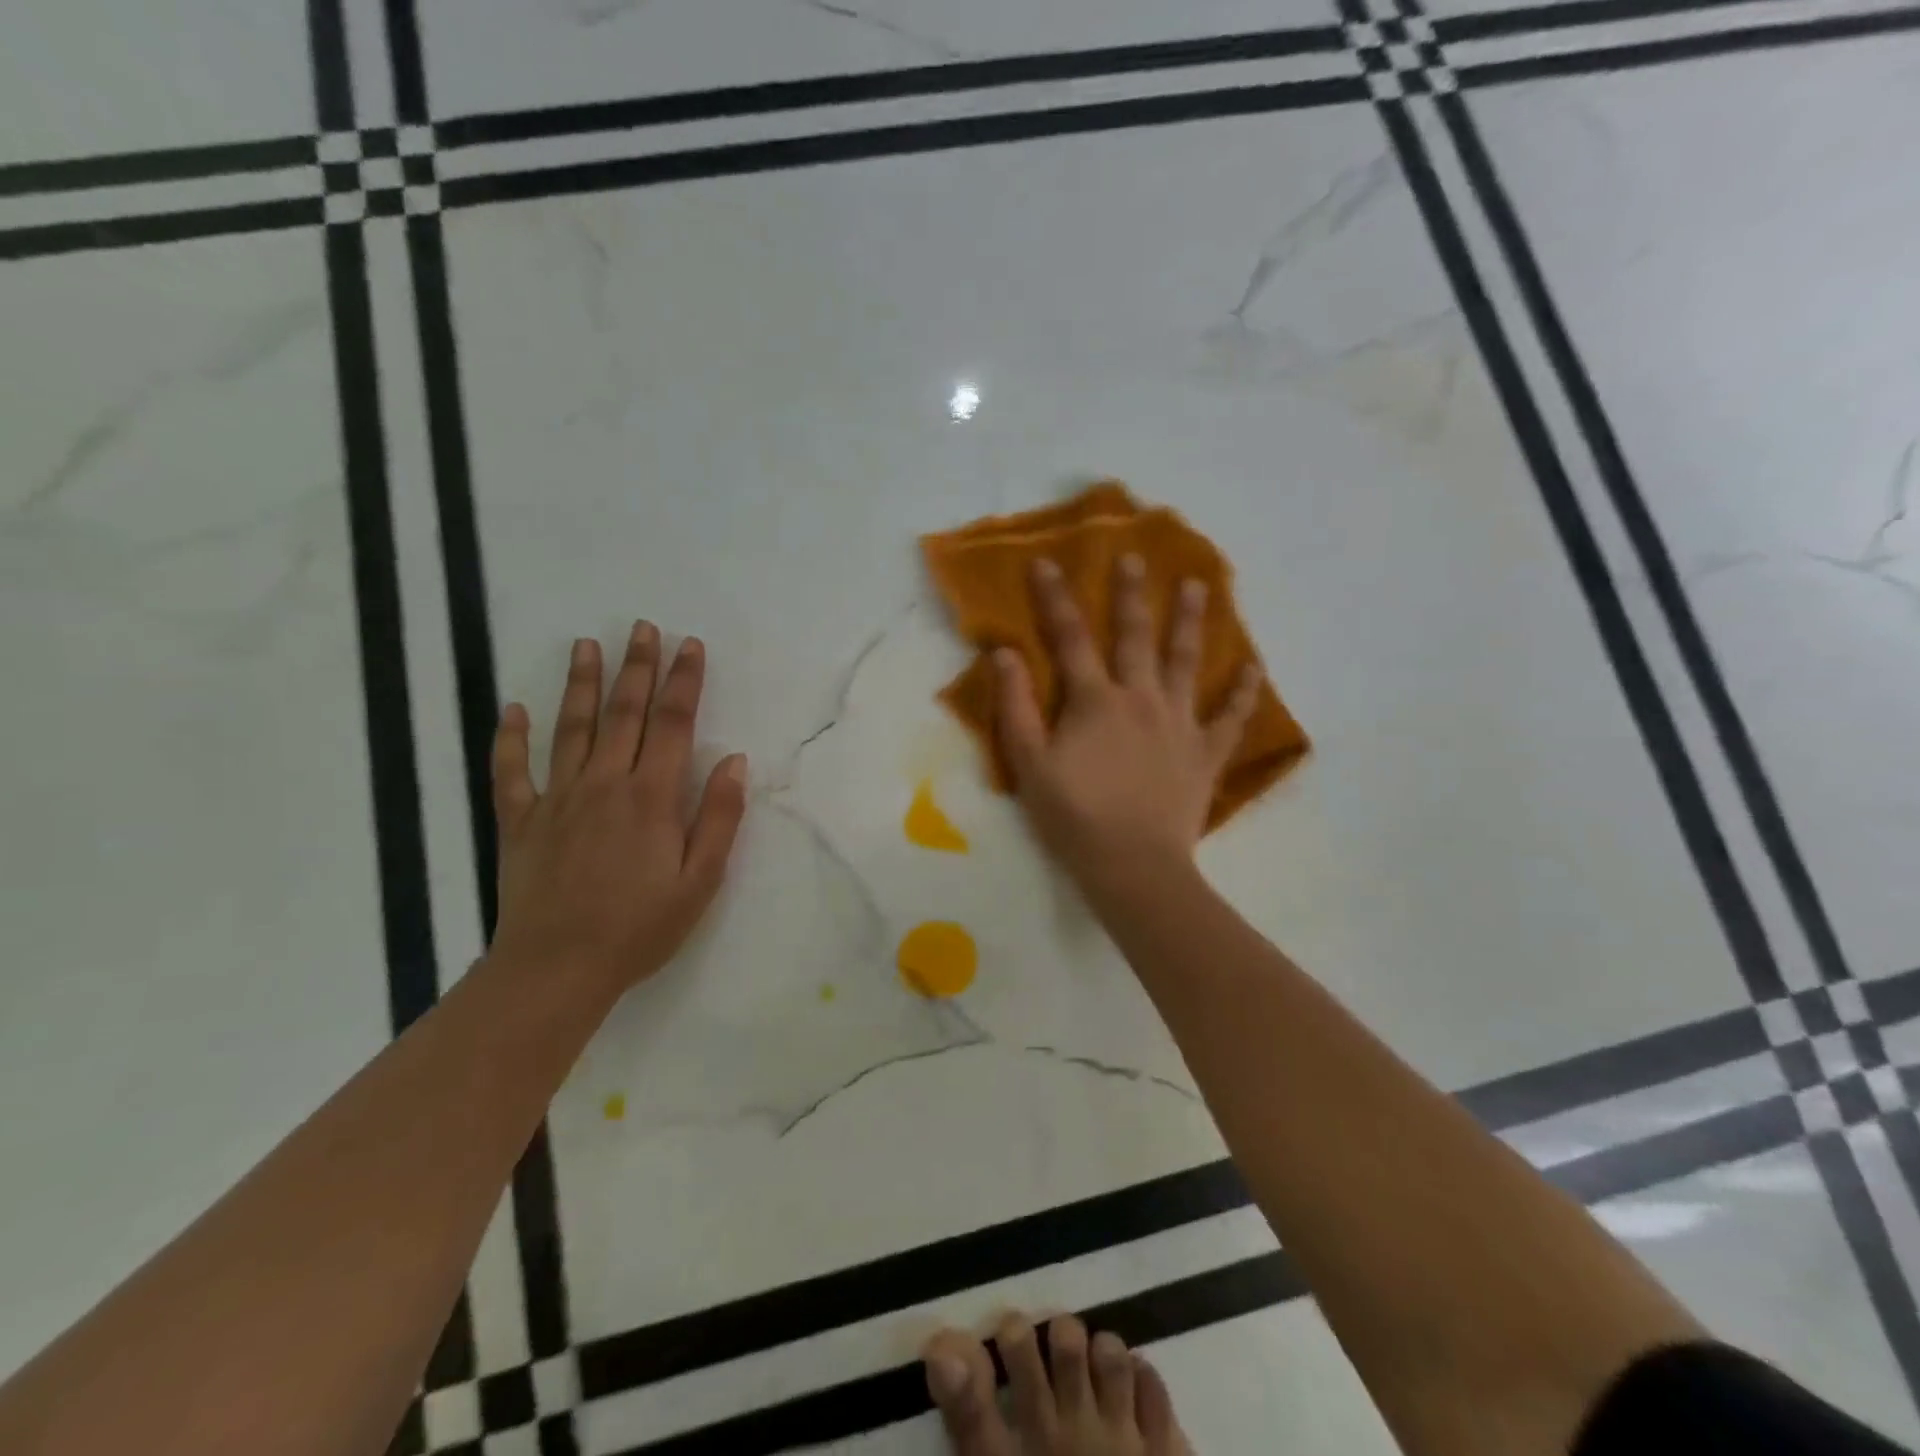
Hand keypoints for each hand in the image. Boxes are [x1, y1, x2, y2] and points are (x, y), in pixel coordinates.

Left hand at [488, 622, 747, 993]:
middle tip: (642, 627)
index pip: (674, 724)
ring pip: (571, 729)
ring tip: (586, 645)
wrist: (558, 969)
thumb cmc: (640, 927)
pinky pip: (511, 771)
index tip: (690, 646)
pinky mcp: (520, 821)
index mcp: (652, 796)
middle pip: (624, 713)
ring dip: (580, 684)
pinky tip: (514, 709)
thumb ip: (719, 817)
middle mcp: (605, 784)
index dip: (684, 681)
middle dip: (637, 667)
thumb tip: (735, 762)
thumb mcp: (701, 880)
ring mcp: (557, 799)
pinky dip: (511, 738)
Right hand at [996, 555, 1260, 895]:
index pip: (1071, 638)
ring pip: (1186, 662)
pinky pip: (1230, 717)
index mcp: (1095, 701)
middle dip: (1132, 594)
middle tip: (1135, 557)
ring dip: (1191, 622)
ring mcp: (1179, 723)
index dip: (1055, 599)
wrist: (1133, 865)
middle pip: (1136, 636)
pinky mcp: (1205, 753)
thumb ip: (1016, 707)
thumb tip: (1005, 653)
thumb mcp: (1030, 764)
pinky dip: (1243, 692)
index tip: (1047, 562)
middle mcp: (1141, 699)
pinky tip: (1255, 667)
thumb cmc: (1074, 816)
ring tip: (1199, 587)